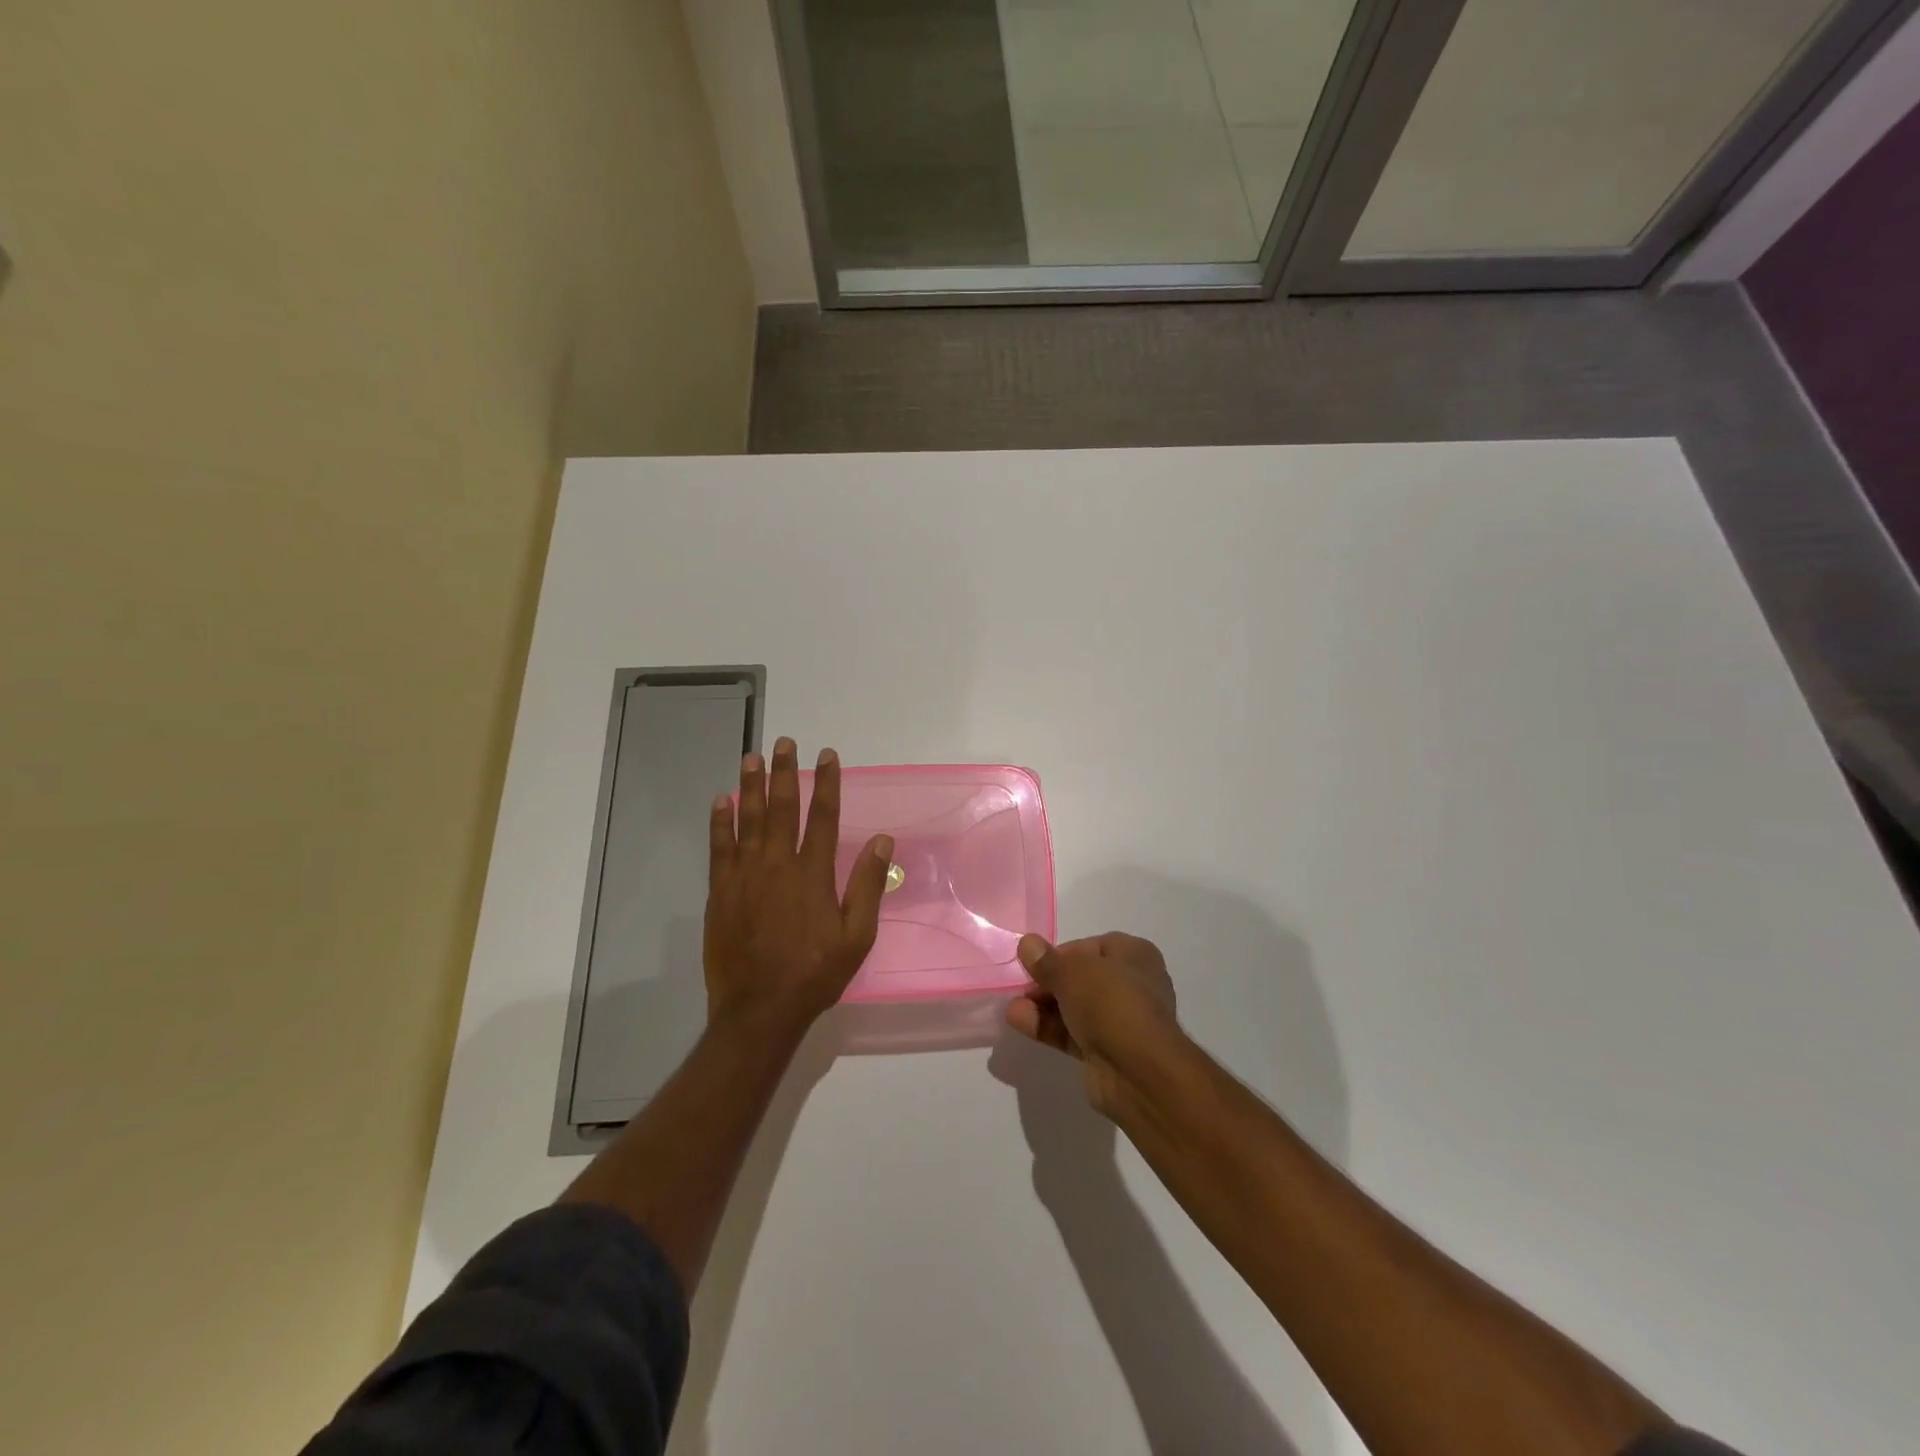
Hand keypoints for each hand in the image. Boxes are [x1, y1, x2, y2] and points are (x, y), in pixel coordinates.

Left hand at [705, 738, 892, 1037]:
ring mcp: (745, 876)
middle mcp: (777, 865)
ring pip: (748, 820)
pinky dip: (720, 822)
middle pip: (782, 808)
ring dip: (751, 786)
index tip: (826, 755)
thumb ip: (867, 885)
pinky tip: (721, 801)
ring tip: (751, 757)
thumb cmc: (815, 973)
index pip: (823, 816)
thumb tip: (883, 840)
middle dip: (785, 773)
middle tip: (783, 743)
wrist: (759, 1009)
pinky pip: (719, 847)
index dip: (826, 783)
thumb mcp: (856, 936)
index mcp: (813, 874)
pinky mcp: (721, 891)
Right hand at [1006, 932, 1179, 1114]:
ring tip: (1012, 1007)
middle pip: (1080, 978)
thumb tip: (1027, 944)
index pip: (1091, 947)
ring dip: (1042, 1006)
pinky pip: (1071, 1033)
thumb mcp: (1072, 972)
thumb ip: (1047, 960)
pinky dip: (1047, 1026)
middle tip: (1021, 986)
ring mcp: (1118, 1021)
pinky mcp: (1105, 1052)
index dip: (1061, 953)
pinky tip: (1019, 1021)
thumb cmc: (1111, 1003)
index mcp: (1134, 956)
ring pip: (1074, 1007)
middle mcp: (1131, 985)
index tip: (1036, 962)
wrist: (1139, 1072)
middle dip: (1048, 982)